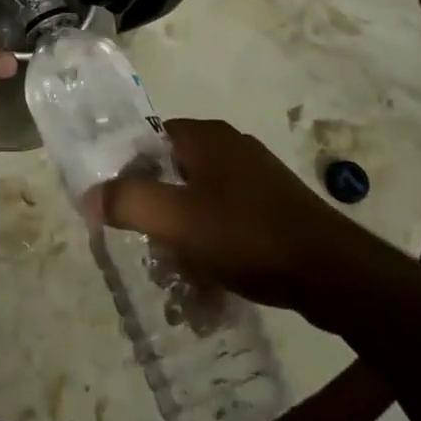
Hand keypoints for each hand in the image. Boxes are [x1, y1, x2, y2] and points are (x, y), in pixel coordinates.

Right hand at [91, 118, 414, 335]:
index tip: (120, 212)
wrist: (333, 272)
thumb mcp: (177, 220)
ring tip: (182, 278)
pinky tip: (216, 283)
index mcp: (204, 136)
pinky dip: (215, 247)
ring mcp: (256, 176)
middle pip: (173, 174)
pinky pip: (228, 221)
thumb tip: (88, 195)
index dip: (128, 174)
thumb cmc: (247, 235)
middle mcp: (229, 147)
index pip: (148, 141)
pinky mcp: (275, 207)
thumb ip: (128, 203)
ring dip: (186, 238)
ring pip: (201, 202)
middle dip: (159, 214)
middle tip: (152, 251)